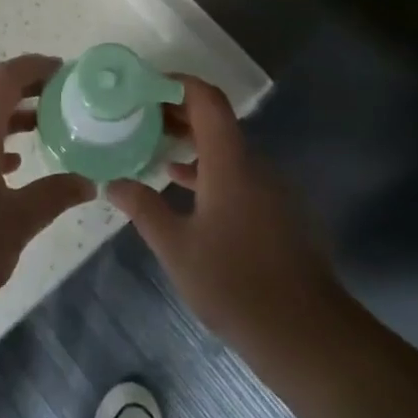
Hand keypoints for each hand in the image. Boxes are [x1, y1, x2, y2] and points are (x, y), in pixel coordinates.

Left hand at [0, 54, 95, 323]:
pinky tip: (10, 168)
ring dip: (8, 120)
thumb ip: (53, 196)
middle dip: (25, 93)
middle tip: (62, 100)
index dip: (34, 68)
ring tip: (43, 130)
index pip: (4, 79)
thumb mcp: (16, 223)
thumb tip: (86, 183)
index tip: (64, 71)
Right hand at [106, 77, 345, 363]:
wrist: (306, 333)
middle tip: (137, 117)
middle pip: (216, 120)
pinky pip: (238, 172)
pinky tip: (182, 186)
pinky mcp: (277, 211)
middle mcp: (254, 164)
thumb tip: (112, 183)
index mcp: (230, 162)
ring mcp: (270, 188)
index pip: (206, 99)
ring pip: (226, 148)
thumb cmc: (235, 284)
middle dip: (176, 113)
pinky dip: (208, 168)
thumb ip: (143, 208)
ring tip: (152, 147)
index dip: (176, 84)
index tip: (144, 87)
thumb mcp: (176, 247)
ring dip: (191, 142)